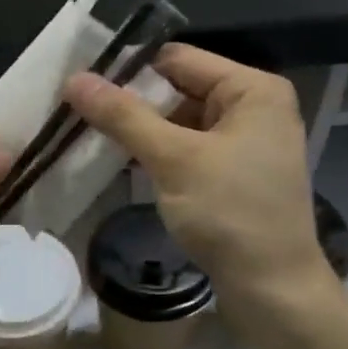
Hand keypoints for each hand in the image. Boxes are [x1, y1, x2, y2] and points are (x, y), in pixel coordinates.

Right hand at [65, 44, 340, 343]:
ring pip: (182, 122)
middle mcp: (254, 107)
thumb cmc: (229, 213)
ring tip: (93, 139)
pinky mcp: (236, 174)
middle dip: (134, 104)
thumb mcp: (173, 159)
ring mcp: (246, 143)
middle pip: (180, 89)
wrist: (273, 289)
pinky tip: (125, 164)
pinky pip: (190, 150)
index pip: (178, 59)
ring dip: (143, 132)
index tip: (82, 88)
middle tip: (80, 116)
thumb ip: (123, 116)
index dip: (130, 70)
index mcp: (252, 89)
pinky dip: (160, 155)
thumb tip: (74, 79)